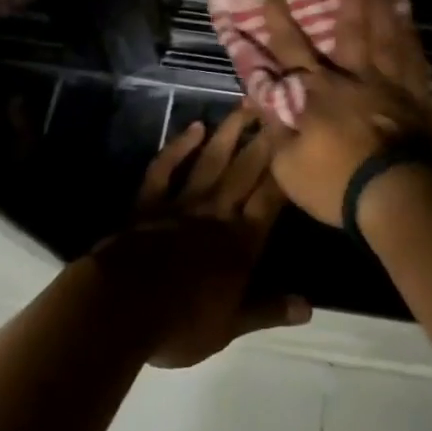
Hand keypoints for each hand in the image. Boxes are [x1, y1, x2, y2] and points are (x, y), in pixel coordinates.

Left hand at [94, 105, 309, 367]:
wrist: (123, 306)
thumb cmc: (182, 321)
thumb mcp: (231, 326)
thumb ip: (269, 309)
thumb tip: (308, 307)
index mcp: (241, 242)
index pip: (271, 199)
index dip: (286, 171)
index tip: (300, 141)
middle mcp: (217, 212)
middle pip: (246, 169)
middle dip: (264, 139)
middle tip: (279, 107)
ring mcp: (183, 201)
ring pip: (212, 159)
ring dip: (229, 131)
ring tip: (245, 104)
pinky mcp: (150, 200)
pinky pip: (167, 167)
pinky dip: (179, 146)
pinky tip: (194, 127)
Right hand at [251, 0, 431, 225]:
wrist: (396, 198)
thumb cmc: (337, 183)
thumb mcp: (287, 165)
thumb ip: (274, 126)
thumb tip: (260, 95)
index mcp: (318, 91)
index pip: (291, 47)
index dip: (278, 18)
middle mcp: (354, 77)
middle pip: (351, 29)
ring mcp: (389, 85)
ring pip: (386, 36)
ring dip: (384, 6)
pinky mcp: (416, 99)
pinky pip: (414, 60)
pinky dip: (411, 38)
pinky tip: (411, 23)